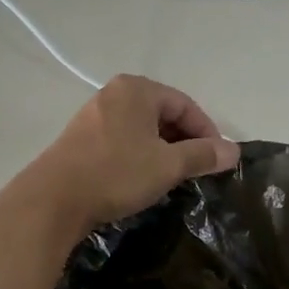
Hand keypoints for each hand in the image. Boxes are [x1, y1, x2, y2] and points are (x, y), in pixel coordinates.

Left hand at [32, 75, 239, 230]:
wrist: (54, 198)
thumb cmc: (117, 173)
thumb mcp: (167, 165)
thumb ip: (202, 155)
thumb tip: (233, 151)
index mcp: (137, 89)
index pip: (185, 104)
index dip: (207, 131)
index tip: (218, 160)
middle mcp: (114, 93)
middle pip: (162, 113)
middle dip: (184, 141)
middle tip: (197, 170)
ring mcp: (94, 114)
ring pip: (141, 128)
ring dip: (162, 150)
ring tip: (173, 176)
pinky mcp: (81, 138)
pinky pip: (122, 139)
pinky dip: (139, 155)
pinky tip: (142, 178)